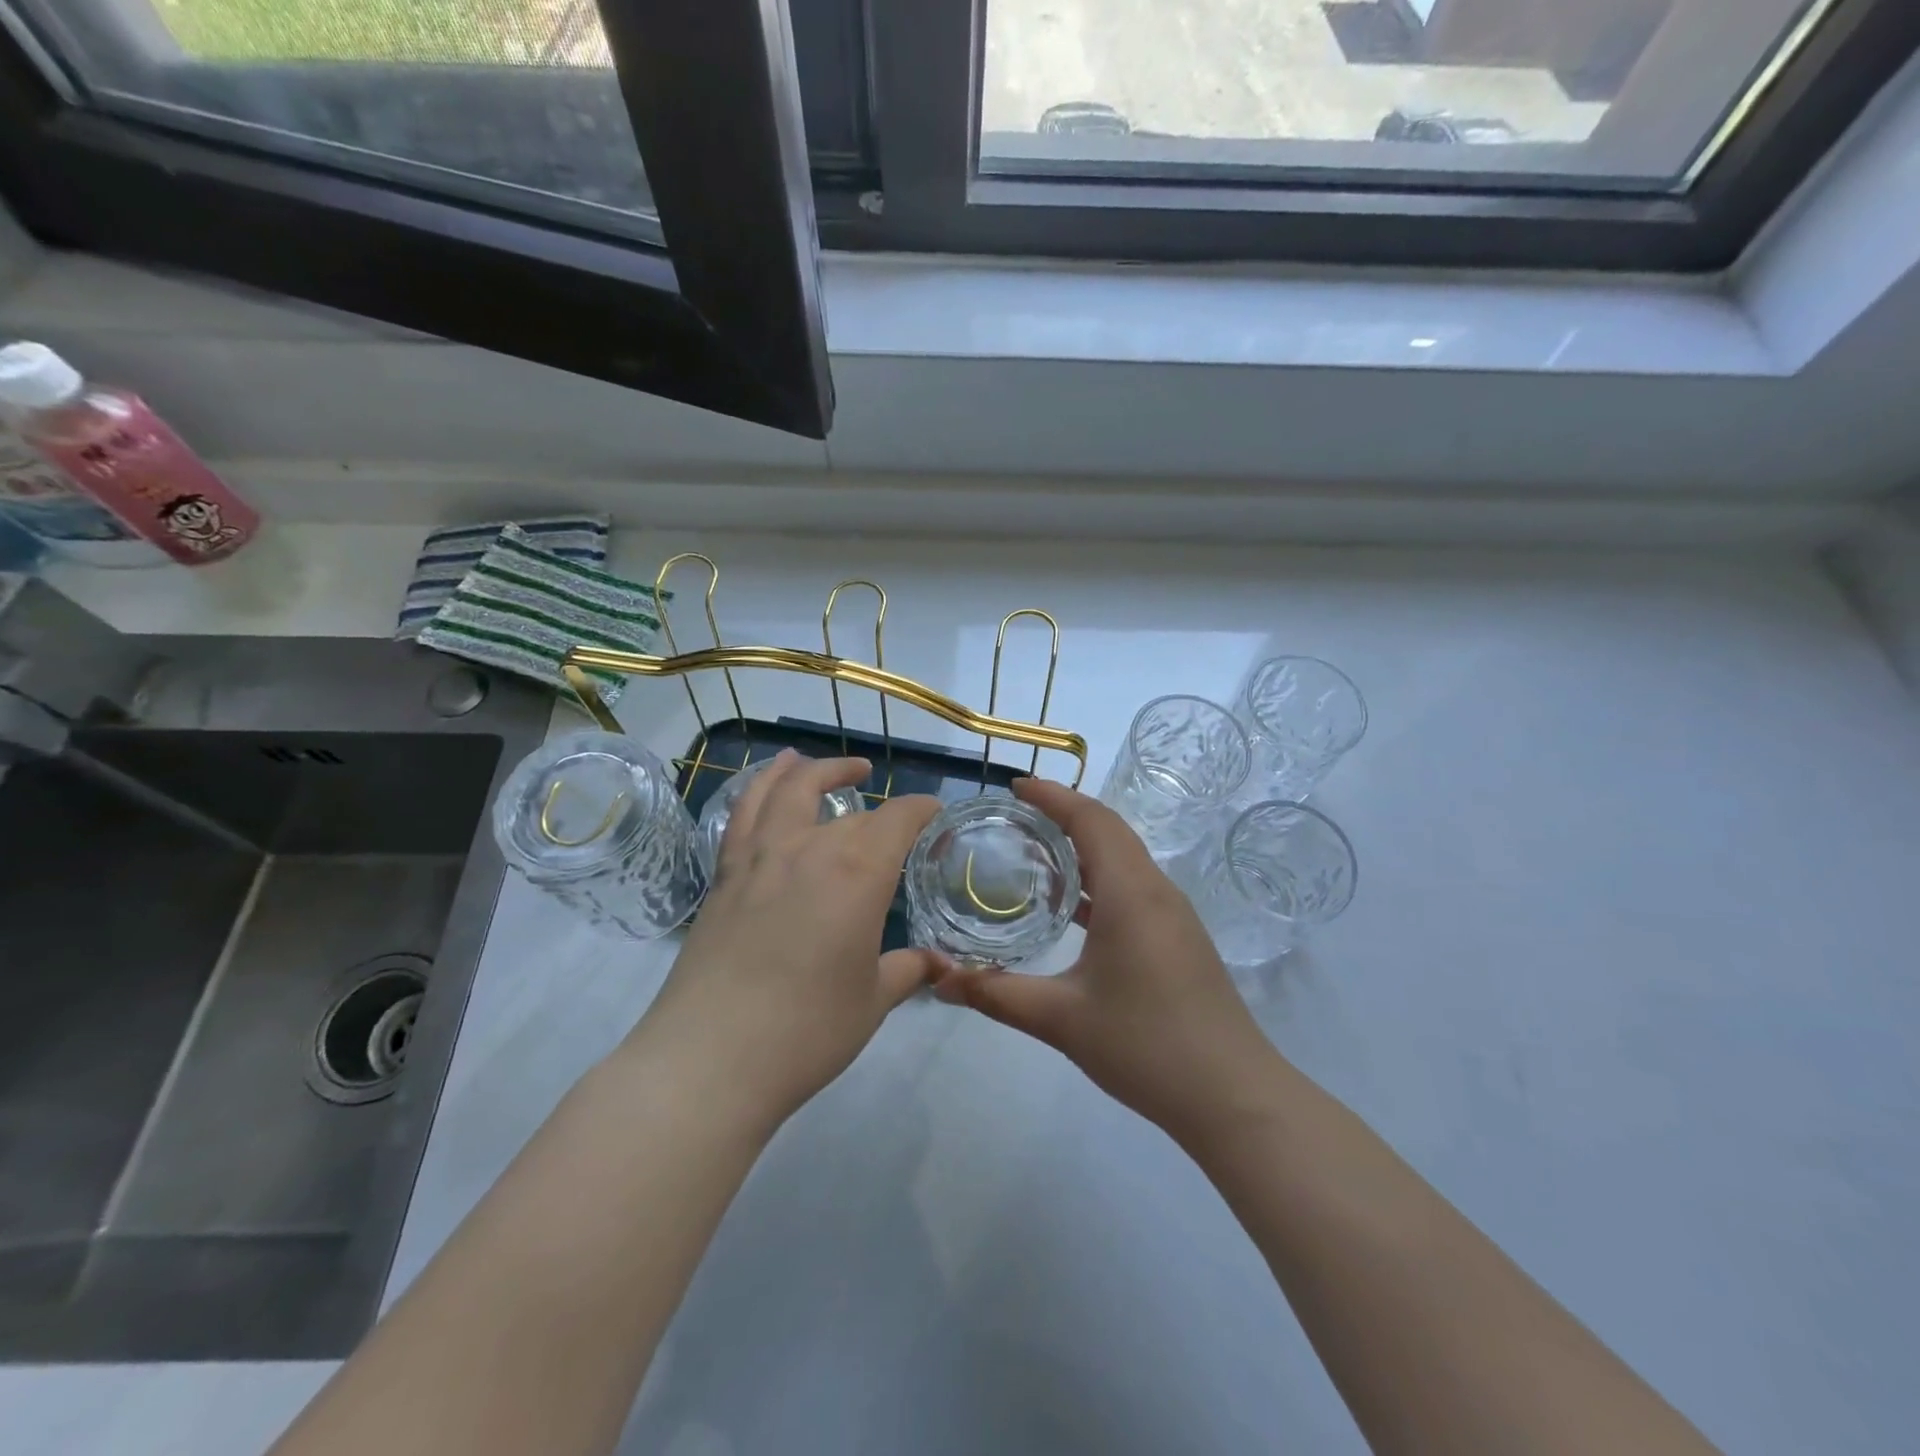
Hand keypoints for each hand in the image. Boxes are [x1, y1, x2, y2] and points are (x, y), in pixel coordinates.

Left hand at [626, 750, 943, 1133]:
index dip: (921, 809)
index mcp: (858, 872)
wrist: (711, 1058)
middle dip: (879, 808)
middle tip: (895, 815)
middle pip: (850, 812)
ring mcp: (760, 857)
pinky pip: (743, 814)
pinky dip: (758, 788)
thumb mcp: (872, 1001)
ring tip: (818, 762)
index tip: (934, 812)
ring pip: (785, 790)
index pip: (899, 819)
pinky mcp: (724, 875)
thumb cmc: (807, 1030)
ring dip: (809, 770)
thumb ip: (907, 970)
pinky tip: (766, 788)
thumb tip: (939, 964)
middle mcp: (810, 848)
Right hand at [931, 778, 1280, 1144]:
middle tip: (1013, 816)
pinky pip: (1133, 887)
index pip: (1091, 819)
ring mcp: (1173, 915)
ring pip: (1123, 859)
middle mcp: (1156, 890)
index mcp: (1132, 892)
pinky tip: (1070, 908)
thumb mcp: (1061, 1019)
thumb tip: (938, 981)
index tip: (1013, 787)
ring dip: (1082, 846)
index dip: (1052, 796)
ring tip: (1033, 853)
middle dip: (1063, 814)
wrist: (1233, 1096)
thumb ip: (996, 994)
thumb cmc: (1146, 1046)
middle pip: (1109, 831)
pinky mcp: (1178, 938)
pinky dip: (1098, 879)